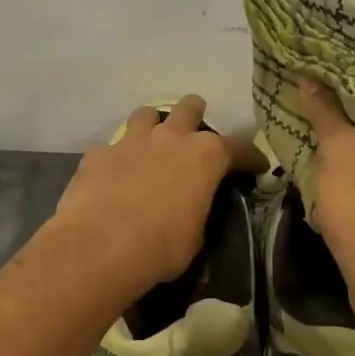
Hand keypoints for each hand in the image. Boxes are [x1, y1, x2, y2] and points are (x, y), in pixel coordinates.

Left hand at [49, 95, 253, 302]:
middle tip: (194, 136)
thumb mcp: (195, 237)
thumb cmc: (160, 247)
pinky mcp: (98, 153)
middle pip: (189, 108)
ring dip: (153, 126)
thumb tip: (190, 211)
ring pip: (146, 114)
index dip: (250, 157)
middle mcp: (171, 137)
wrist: (100, 247)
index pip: (239, 147)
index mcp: (205, 157)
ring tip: (152, 144)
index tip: (257, 166)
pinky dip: (117, 158)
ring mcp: (131, 141)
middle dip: (196, 116)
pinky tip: (114, 176)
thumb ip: (197, 212)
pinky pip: (111, 147)